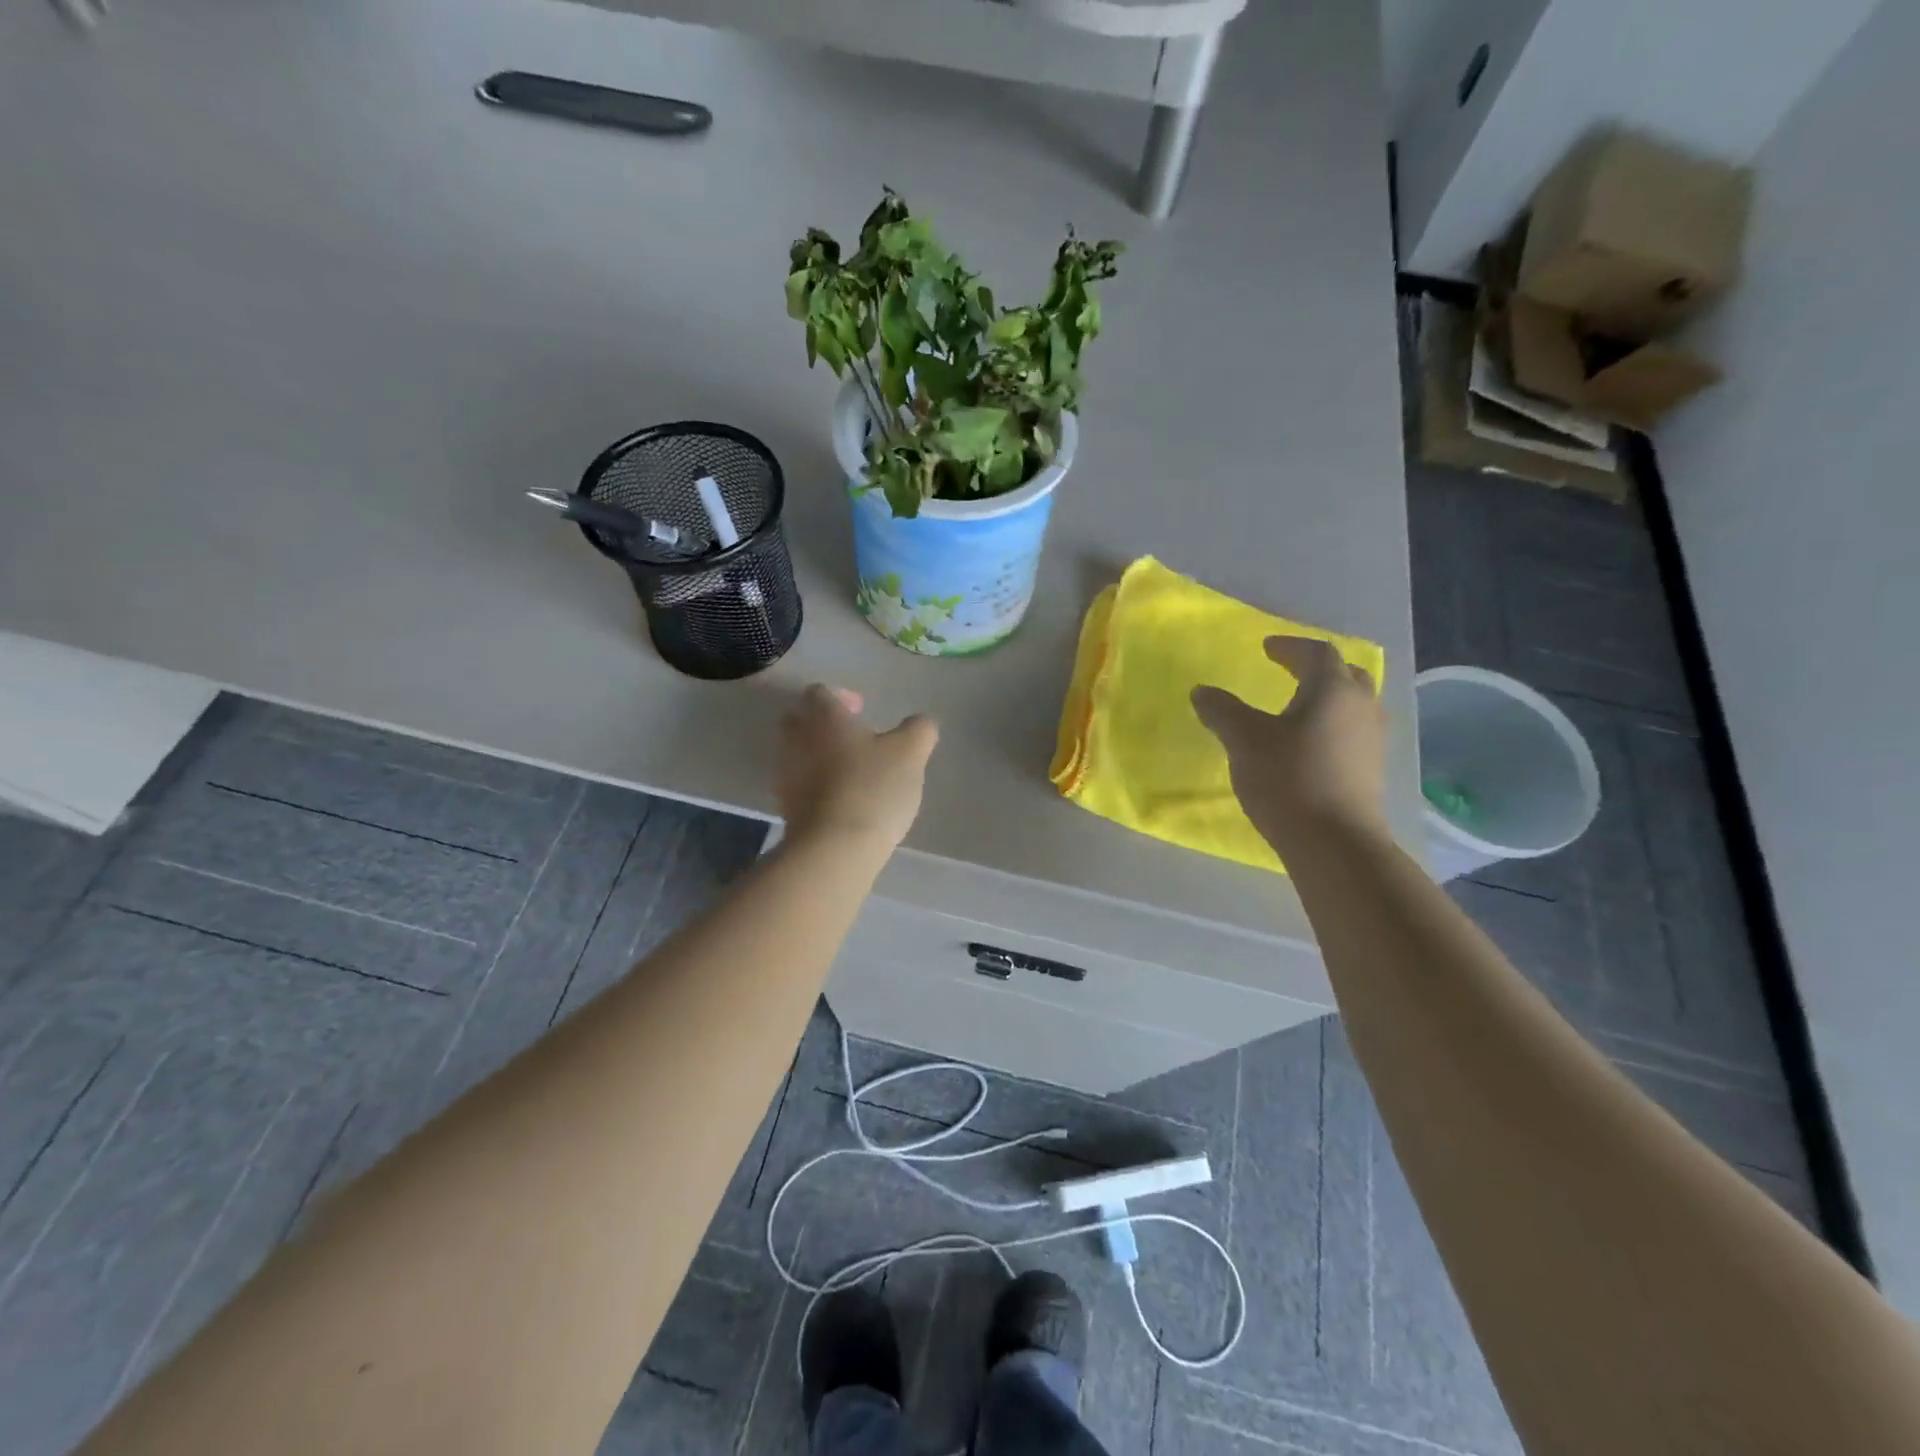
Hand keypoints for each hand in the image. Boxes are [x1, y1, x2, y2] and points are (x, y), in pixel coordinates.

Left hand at [775, 685, 938, 851]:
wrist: (834, 848)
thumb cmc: (873, 788)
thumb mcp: (911, 753)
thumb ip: (919, 730)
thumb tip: (921, 723)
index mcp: (824, 718)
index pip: (820, 692)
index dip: (841, 697)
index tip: (863, 712)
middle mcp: (796, 740)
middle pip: (799, 720)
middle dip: (822, 725)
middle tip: (854, 740)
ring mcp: (786, 776)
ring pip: (797, 754)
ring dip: (819, 757)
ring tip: (851, 774)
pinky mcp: (786, 809)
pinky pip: (799, 786)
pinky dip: (816, 787)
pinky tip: (842, 801)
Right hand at [1192, 636, 1387, 853]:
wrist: (1335, 843)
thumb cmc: (1289, 780)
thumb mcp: (1244, 741)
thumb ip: (1222, 710)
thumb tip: (1202, 691)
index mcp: (1332, 690)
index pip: (1316, 653)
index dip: (1290, 646)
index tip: (1266, 648)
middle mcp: (1360, 707)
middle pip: (1344, 674)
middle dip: (1316, 668)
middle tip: (1289, 670)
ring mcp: (1372, 740)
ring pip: (1352, 704)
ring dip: (1327, 697)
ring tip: (1298, 706)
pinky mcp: (1371, 770)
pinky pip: (1352, 731)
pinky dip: (1331, 724)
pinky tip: (1309, 744)